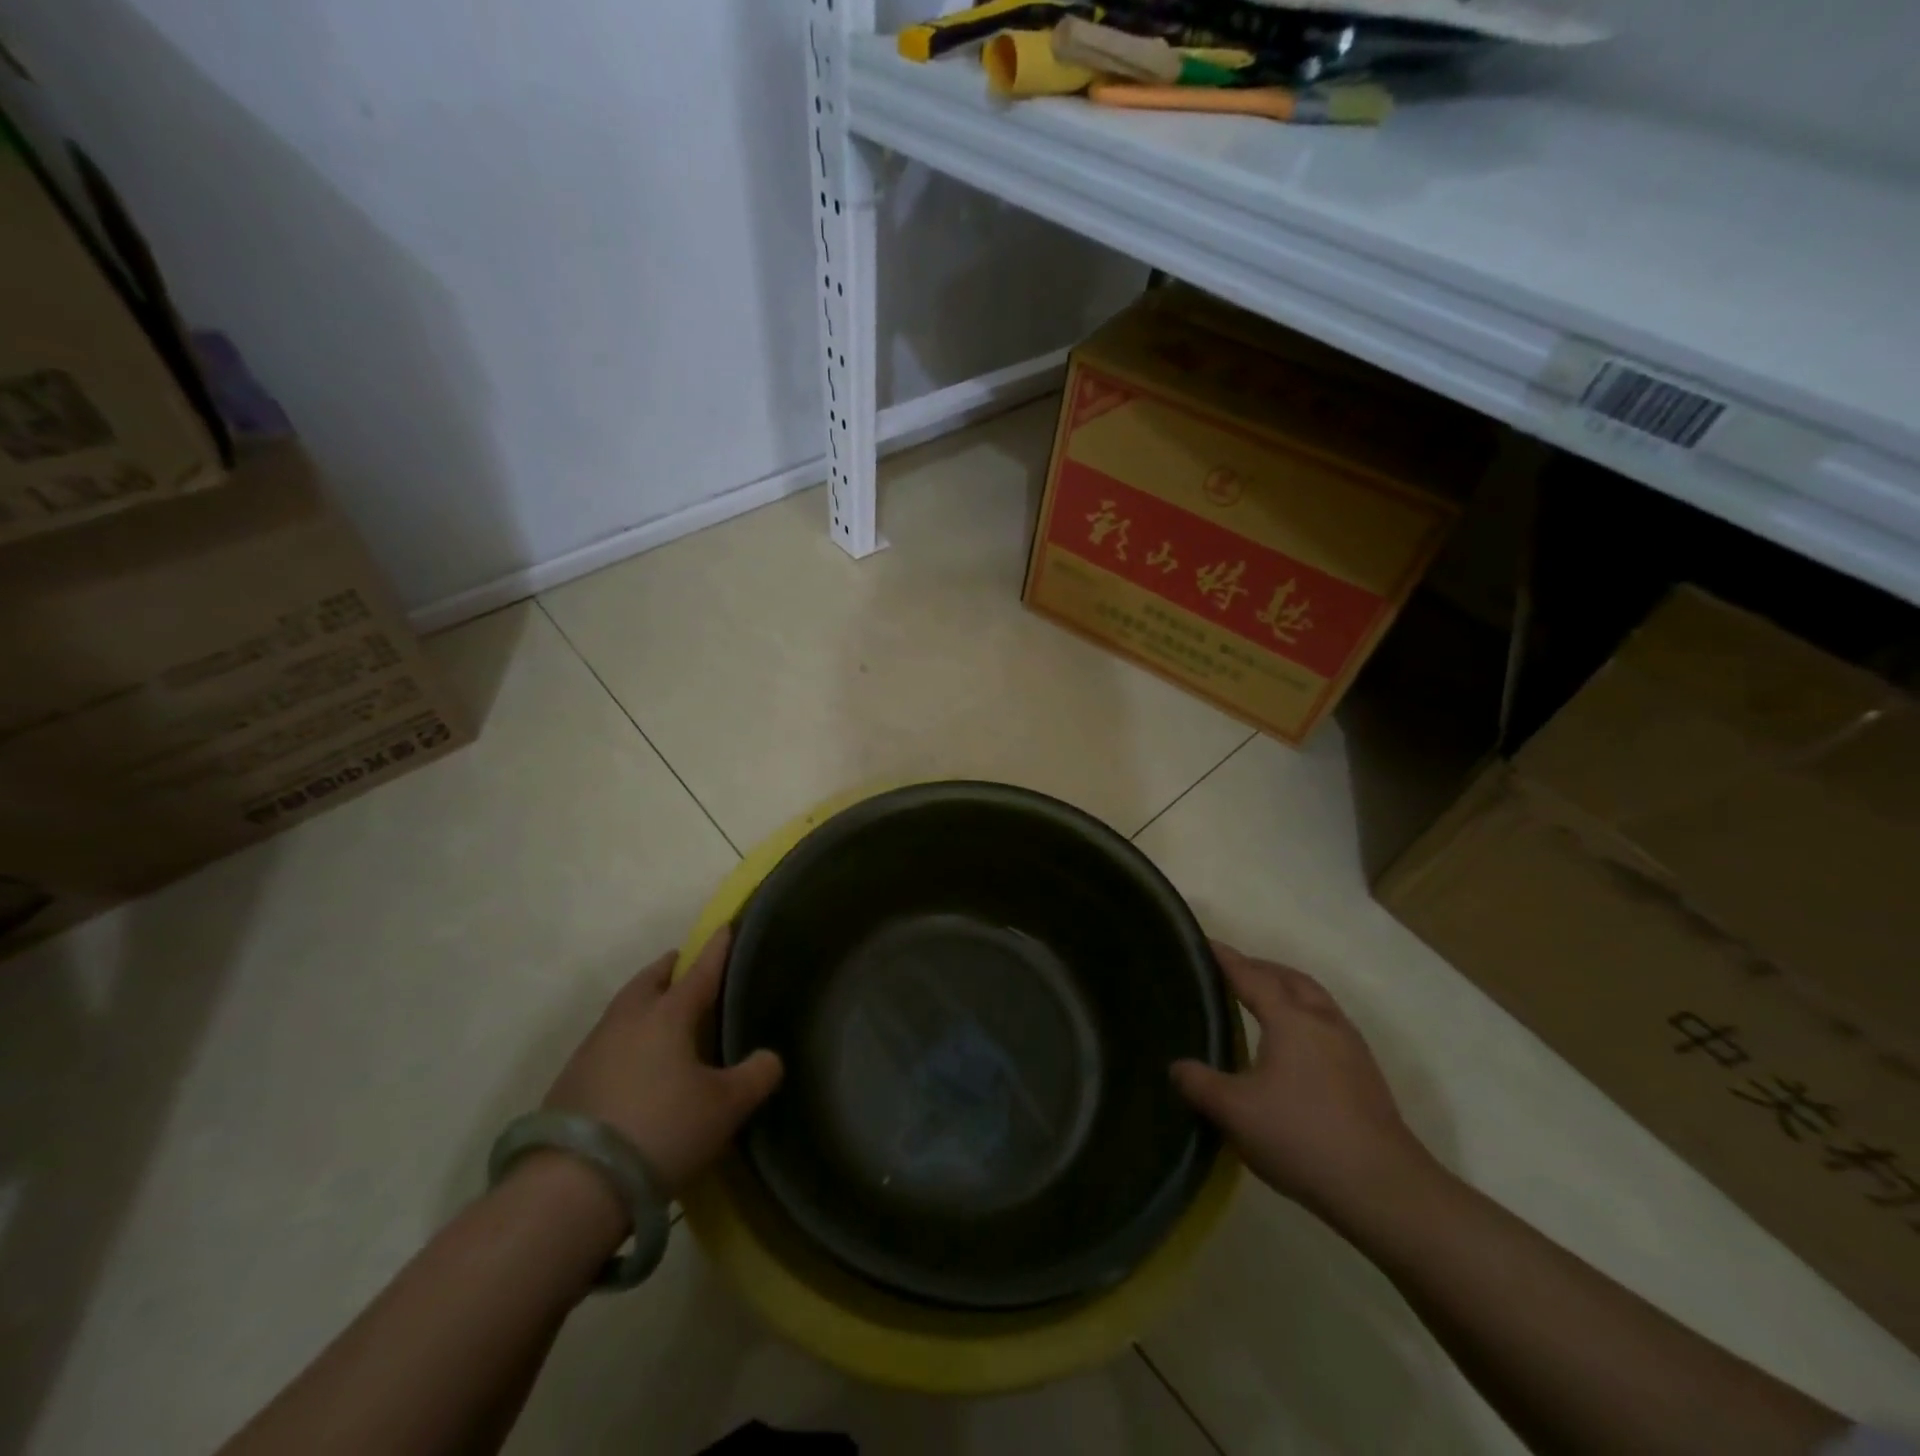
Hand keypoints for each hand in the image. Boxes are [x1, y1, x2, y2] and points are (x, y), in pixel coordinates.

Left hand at [542, 927, 782, 1192]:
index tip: (726, 926)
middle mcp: (628, 1020)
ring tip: (663, 1014)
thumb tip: (770, 1057)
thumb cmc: (661, 1131)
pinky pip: (608, 1040)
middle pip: (650, 979)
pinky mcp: (570, 1080)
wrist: (571, 1188)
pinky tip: (635, 1062)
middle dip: (670, 968)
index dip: (717, 949)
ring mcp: (593, 1047)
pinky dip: (627, 1036)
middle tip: (686, 968)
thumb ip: (756, 1076)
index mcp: (668, 1014)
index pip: (700, 970)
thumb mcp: (725, 1107)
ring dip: (645, 1001)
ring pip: (625, 1008)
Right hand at [1171, 941, 1430, 1217]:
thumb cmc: (1302, 1137)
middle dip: (1259, 967)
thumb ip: (1200, 1084)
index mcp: (1290, 1019)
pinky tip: (1294, 1044)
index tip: (1203, 943)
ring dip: (1286, 989)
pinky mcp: (1365, 1075)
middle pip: (1289, 978)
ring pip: (1315, 999)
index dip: (1225, 958)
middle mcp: (1323, 1021)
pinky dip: (1304, 1015)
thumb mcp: (1234, 1112)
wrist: (1384, 1189)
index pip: (1250, 976)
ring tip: (1262, 999)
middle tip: (1231, 970)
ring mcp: (1350, 1047)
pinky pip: (1327, 1023)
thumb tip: (1177, 1067)